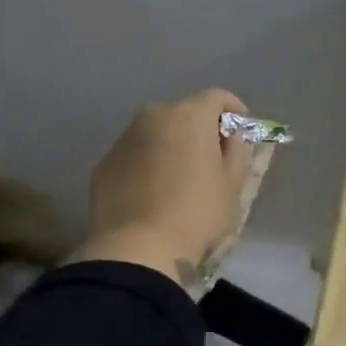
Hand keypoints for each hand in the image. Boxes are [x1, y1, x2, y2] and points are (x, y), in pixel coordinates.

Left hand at [70, 88, 254, 285]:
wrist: (139, 248)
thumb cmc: (197, 212)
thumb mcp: (232, 184)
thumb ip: (237, 151)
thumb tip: (230, 137)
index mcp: (190, 116)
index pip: (217, 97)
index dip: (233, 109)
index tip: (241, 128)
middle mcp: (154, 117)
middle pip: (183, 113)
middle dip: (199, 128)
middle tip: (210, 156)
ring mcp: (124, 139)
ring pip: (155, 133)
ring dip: (170, 145)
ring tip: (179, 177)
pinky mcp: (104, 164)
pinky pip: (134, 155)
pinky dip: (146, 164)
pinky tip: (152, 193)